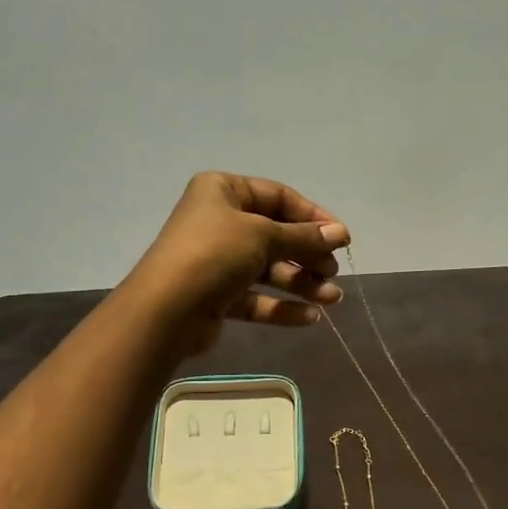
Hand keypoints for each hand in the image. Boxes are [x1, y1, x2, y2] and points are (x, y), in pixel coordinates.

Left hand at [125, 172, 349, 356]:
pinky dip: (282, 305)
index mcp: (223, 191)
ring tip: (332, 298)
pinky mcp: (218, 295)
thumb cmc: (214, 254)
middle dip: (308, 254)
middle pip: (276, 234)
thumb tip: (341, 233)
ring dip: (302, 283)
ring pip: (269, 268)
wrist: (166, 310)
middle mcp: (220, 221)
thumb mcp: (263, 236)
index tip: (341, 237)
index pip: (278, 197)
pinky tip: (311, 317)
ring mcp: (218, 260)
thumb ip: (304, 236)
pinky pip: (257, 297)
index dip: (313, 216)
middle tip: (333, 272)